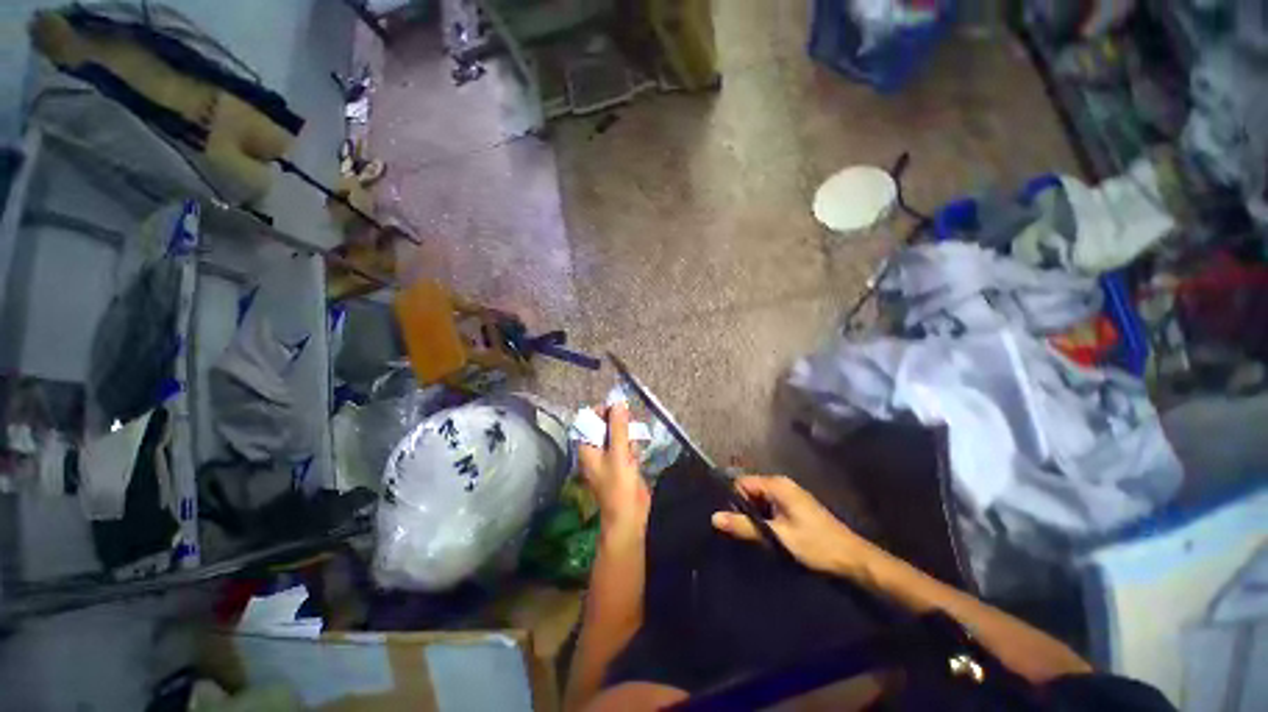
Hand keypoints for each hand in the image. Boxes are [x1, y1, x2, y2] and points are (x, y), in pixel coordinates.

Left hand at [577, 403, 649, 536]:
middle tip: (629, 428)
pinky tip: (636, 457)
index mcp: (587, 447)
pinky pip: (625, 445)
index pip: (590, 420)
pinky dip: (631, 447)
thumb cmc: (619, 485)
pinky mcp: (621, 462)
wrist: (629, 515)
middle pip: (605, 425)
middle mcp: (595, 449)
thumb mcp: (618, 453)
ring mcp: (609, 456)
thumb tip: (618, 403)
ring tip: (631, 448)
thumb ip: (618, 427)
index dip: (603, 412)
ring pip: (617, 434)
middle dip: (618, 424)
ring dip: (627, 436)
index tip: (619, 410)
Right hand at [711, 475, 877, 579]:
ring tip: (752, 535)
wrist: (852, 558)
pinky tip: (767, 535)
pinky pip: (770, 506)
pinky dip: (765, 518)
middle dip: (743, 509)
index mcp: (777, 485)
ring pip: (760, 500)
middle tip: (740, 531)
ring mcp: (789, 495)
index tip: (729, 519)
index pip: (742, 483)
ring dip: (754, 515)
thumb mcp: (777, 537)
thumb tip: (714, 517)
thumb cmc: (815, 545)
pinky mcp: (795, 506)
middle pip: (750, 490)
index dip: (732, 499)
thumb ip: (745, 526)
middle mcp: (781, 484)